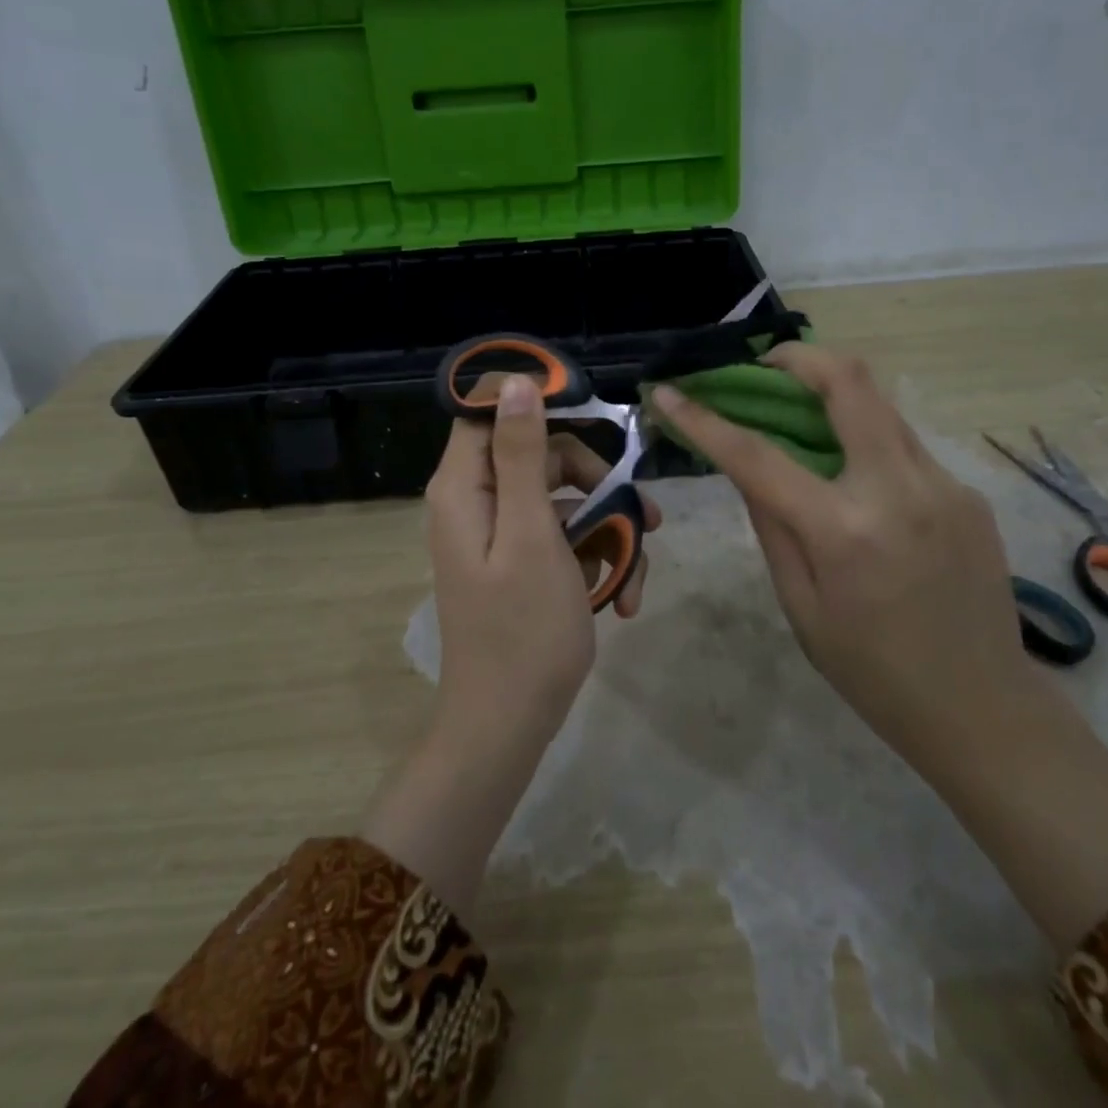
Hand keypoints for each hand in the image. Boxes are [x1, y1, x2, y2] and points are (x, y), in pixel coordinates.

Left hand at [363, 373, 660, 916]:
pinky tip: (622, 597)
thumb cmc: (524, 629)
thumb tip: (515, 381)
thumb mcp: (532, 533)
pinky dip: (596, 560)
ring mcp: (502, 536)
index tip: (595, 415)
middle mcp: (478, 502)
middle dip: (597, 481)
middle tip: (642, 513)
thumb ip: (523, 455)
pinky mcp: (523, 564)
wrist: (509, 726)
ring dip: (609, 529)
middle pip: (542, 455)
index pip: (490, 411)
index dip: (539, 403)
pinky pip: (564, 539)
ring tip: (637, 572)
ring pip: (564, 500)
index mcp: (465, 487)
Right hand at [651, 344, 1107, 949]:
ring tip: (801, 414)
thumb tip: (746, 467)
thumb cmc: (873, 671)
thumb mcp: (800, 605)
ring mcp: (944, 483)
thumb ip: (770, 524)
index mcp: (844, 529)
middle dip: (798, 358)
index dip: (705, 419)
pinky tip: (856, 477)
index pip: (758, 454)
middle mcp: (899, 488)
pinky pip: (904, 446)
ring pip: (881, 406)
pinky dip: (867, 440)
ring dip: (834, 395)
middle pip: (849, 382)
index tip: (669, 392)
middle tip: (764, 368)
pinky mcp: (968, 491)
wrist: (982, 706)